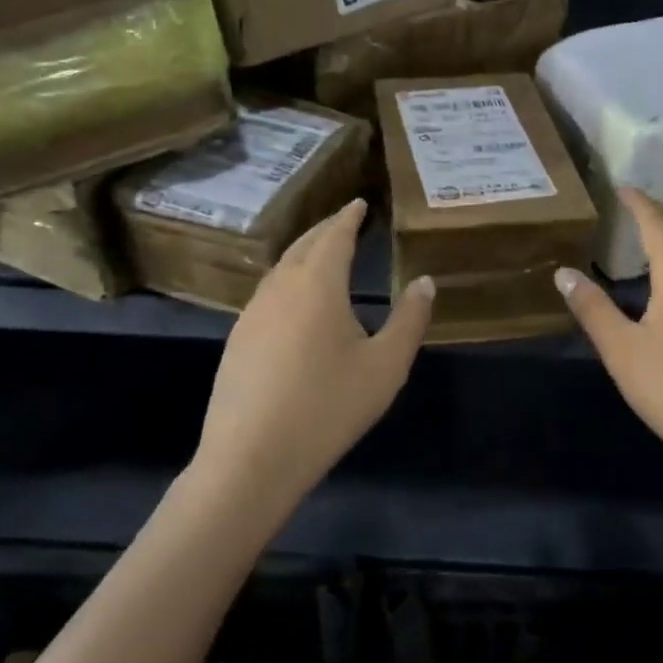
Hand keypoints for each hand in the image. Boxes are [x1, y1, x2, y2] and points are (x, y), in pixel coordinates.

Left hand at [193, 199, 432, 511]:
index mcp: (318, 284)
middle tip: (344, 222)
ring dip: (303, 254)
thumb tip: (425, 281)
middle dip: (325, 230)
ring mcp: (252, 313)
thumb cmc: (328, 407)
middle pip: (303, 245)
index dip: (348, 216)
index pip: (334, 235)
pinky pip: (268, 294)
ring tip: (322, 256)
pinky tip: (295, 303)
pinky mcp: (237, 340)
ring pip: (281, 269)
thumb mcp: (386, 366)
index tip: (359, 203)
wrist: (250, 459)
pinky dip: (287, 281)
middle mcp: (280, 287)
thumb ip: (410, 319)